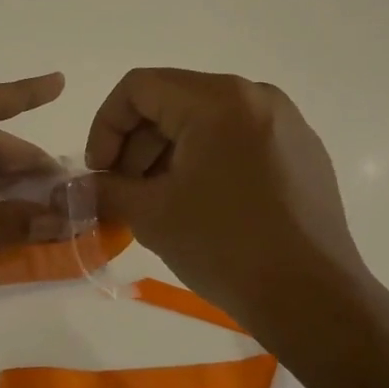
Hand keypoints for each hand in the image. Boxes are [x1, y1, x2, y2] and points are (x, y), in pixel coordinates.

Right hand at [85, 68, 368, 348]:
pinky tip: (202, 204)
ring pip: (206, 120)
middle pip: (173, 101)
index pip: (139, 87)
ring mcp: (285, 122)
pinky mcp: (303, 150)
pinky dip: (207, 160)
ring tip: (159, 202)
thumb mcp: (151, 215)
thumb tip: (74, 187)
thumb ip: (105, 189)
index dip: (106, 126)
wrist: (314, 300)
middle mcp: (255, 95)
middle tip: (124, 192)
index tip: (100, 172)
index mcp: (217, 99)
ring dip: (169, 154)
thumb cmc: (225, 247)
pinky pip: (238, 138)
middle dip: (137, 144)